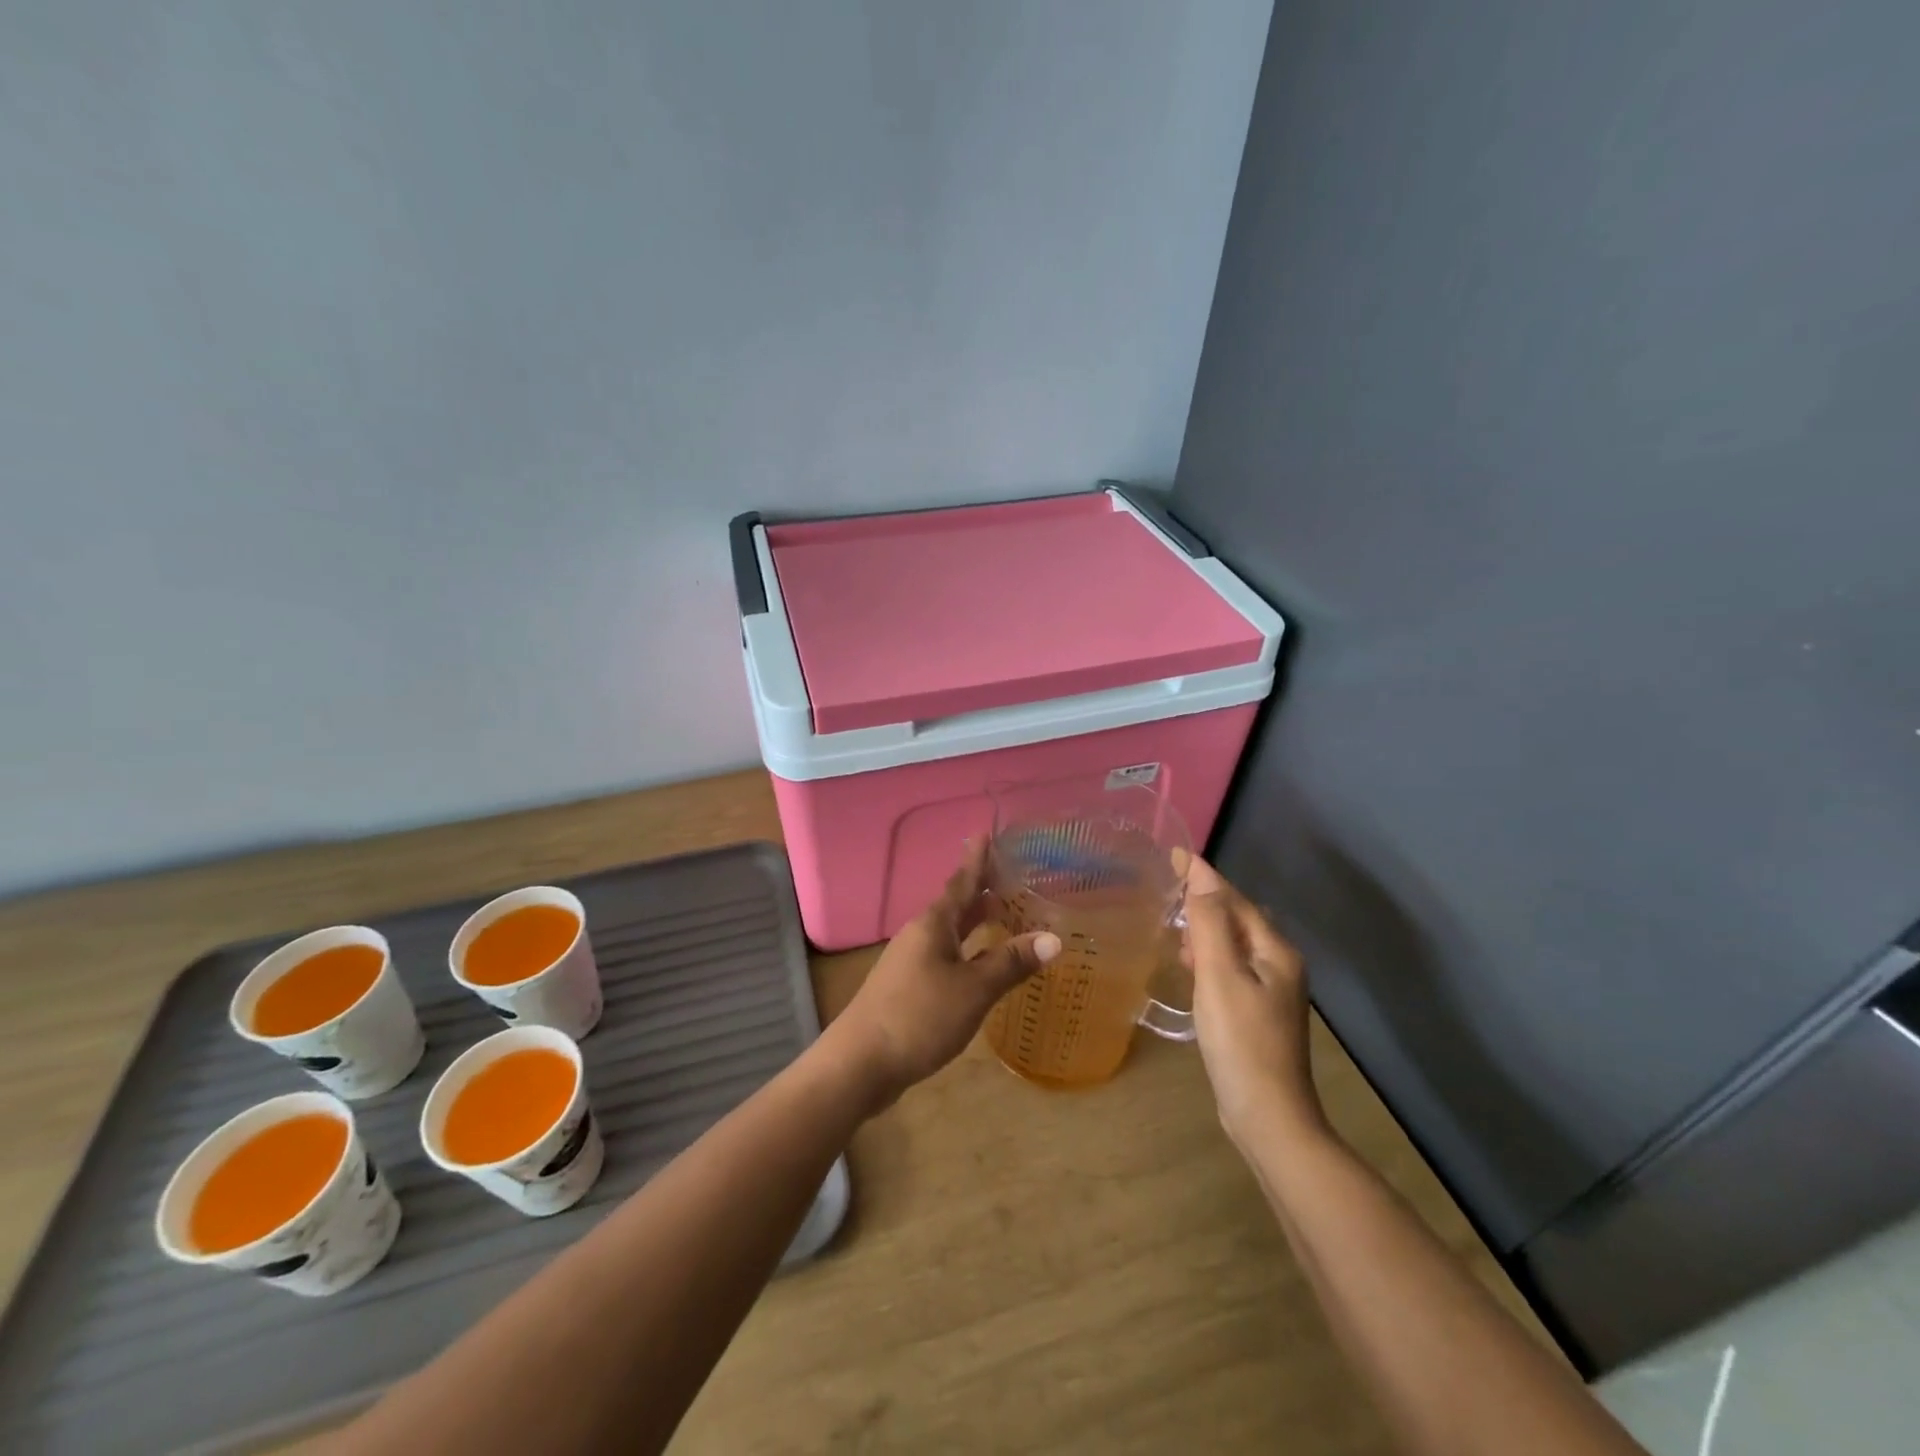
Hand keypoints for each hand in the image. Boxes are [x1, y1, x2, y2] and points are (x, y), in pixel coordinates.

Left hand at [826, 841, 1059, 1107]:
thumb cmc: (919, 1016)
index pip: (962, 882)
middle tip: (1010, 877)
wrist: (860, 1062)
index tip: (986, 833)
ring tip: (1002, 916)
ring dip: (975, 923)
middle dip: (981, 891)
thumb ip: (1011, 963)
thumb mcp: (973, 990)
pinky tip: (980, 967)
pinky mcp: (908, 988)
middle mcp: (920, 935)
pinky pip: (945, 956)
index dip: (977, 859)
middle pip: (956, 905)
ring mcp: (911, 962)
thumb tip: (1053, 938)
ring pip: (950, 933)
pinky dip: (967, 952)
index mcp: (934, 924)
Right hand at [1182, 855, 1323, 1147]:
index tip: (1173, 854)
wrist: (1269, 1117)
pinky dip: (1209, 957)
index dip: (1204, 875)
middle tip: (1166, 890)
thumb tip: (1202, 877)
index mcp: (1275, 951)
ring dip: (1206, 929)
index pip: (1235, 900)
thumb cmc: (1241, 1041)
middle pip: (1239, 919)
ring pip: (1235, 945)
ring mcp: (1273, 993)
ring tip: (1173, 926)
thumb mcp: (1220, 977)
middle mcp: (1280, 965)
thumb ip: (1211, 924)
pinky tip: (1190, 967)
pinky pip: (1231, 969)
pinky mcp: (1259, 1015)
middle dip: (1205, 900)